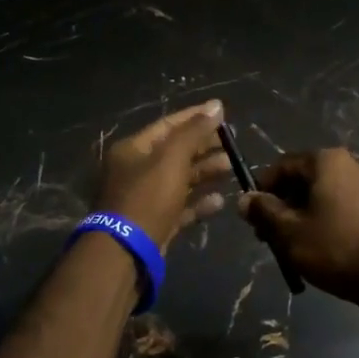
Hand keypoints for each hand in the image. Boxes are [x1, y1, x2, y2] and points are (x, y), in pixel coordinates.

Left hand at [95, 101, 231, 249]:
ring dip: (205, 173)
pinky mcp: (155, 223)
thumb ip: (194, 132)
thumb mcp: (171, 159)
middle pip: (174, 152)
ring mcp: (144, 199)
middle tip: (232, 144)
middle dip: (204, 147)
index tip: (222, 113)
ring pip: (179, 180)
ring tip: (231, 168)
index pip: (168, 125)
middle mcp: (135, 171)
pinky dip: (199, 203)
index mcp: (133, 149)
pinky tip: (221, 200)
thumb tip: (216, 105)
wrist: (126, 252)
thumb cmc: (147, 198)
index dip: (195, 117)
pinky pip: (180, 207)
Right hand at [237, 149, 358, 301]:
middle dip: (282, 204)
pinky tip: (318, 245)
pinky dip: (323, 218)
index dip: (262, 189)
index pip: (282, 165)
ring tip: (291, 245)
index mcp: (327, 160)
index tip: (253, 217)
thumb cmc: (334, 247)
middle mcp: (350, 163)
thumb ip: (264, 211)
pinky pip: (340, 204)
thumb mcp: (289, 231)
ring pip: (321, 193)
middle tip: (269, 235)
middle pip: (303, 178)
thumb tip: (244, 199)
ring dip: (301, 213)